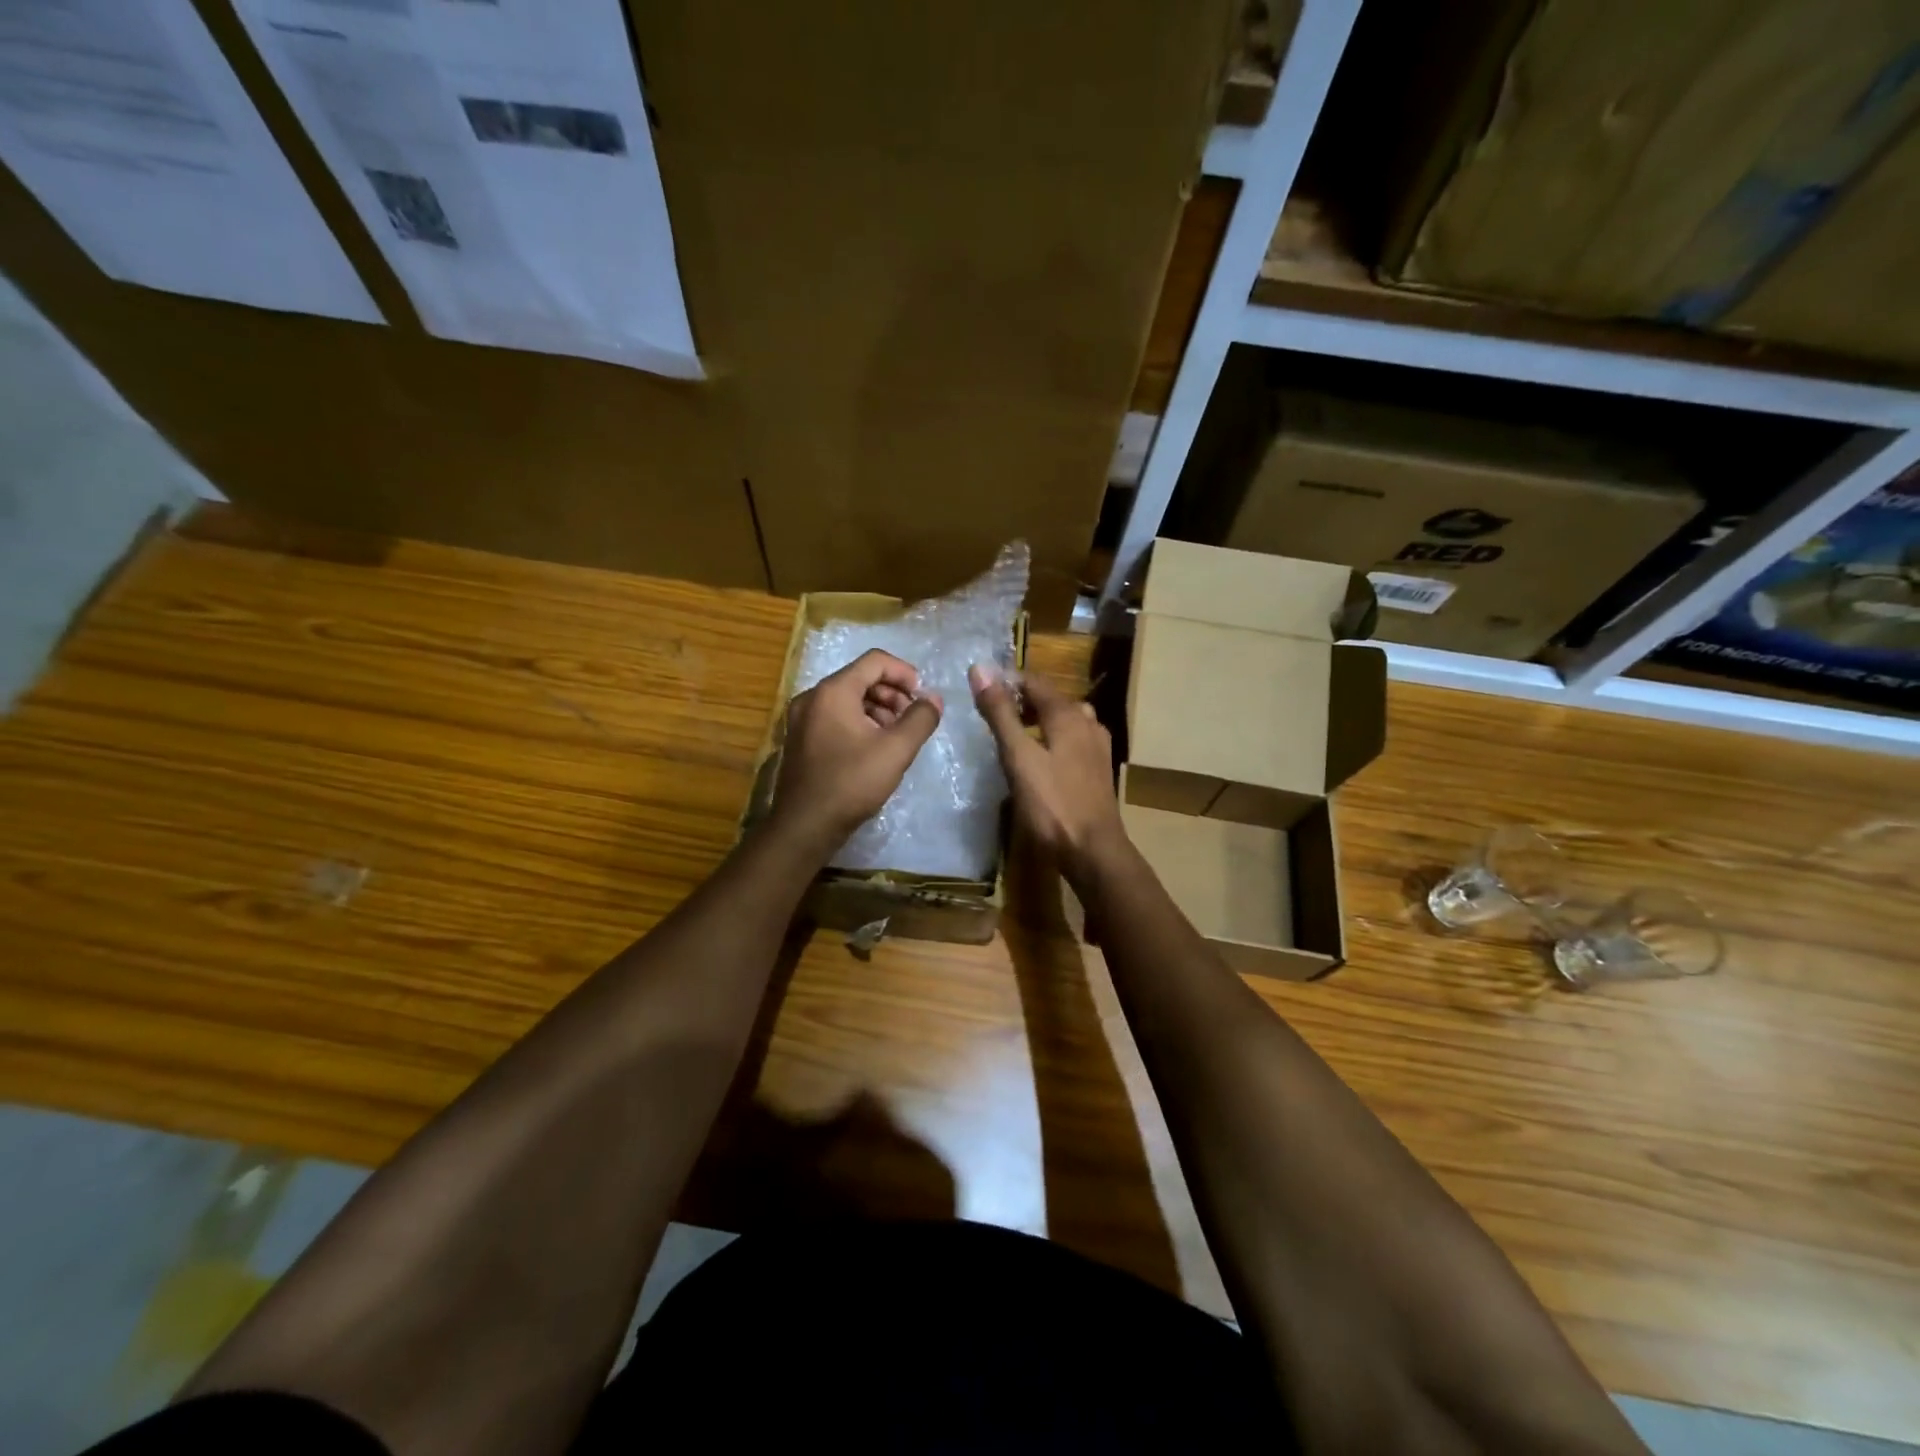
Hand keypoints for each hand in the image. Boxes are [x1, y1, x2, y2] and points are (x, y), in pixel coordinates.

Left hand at [772, 649, 942, 855]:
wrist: (804, 826)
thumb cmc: (851, 783)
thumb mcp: (896, 750)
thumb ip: (920, 719)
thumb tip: (934, 699)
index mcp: (832, 691)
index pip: (875, 661)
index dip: (905, 673)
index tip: (923, 697)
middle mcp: (812, 697)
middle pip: (860, 678)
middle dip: (892, 694)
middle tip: (912, 719)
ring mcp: (802, 719)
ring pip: (848, 699)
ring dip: (878, 709)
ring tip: (896, 736)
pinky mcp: (800, 740)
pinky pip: (835, 717)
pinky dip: (859, 723)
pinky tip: (873, 749)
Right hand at [969, 664, 1125, 883]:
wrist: (1093, 850)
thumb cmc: (1052, 804)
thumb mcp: (1018, 757)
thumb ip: (999, 713)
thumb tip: (979, 668)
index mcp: (1068, 714)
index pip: (1033, 681)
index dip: (1006, 682)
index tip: (980, 691)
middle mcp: (1088, 722)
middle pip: (1051, 699)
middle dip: (1022, 701)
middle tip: (992, 715)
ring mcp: (1097, 746)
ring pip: (1065, 720)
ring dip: (1039, 720)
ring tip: (1014, 736)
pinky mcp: (1099, 769)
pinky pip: (1073, 740)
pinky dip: (1054, 739)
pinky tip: (1041, 759)